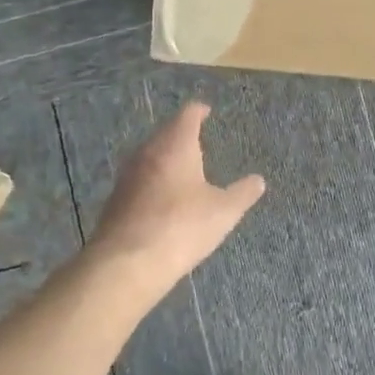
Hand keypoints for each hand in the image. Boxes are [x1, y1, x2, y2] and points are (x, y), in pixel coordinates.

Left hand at [91, 102, 264, 293]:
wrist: (126, 263)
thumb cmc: (181, 226)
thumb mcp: (223, 212)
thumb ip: (242, 193)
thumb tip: (259, 180)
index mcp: (175, 144)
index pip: (187, 114)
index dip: (199, 111)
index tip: (207, 111)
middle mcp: (148, 151)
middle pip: (165, 132)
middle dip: (181, 134)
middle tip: (198, 141)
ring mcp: (127, 175)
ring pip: (149, 155)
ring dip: (165, 158)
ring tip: (183, 168)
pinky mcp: (115, 199)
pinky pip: (139, 179)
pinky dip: (153, 180)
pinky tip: (163, 198)